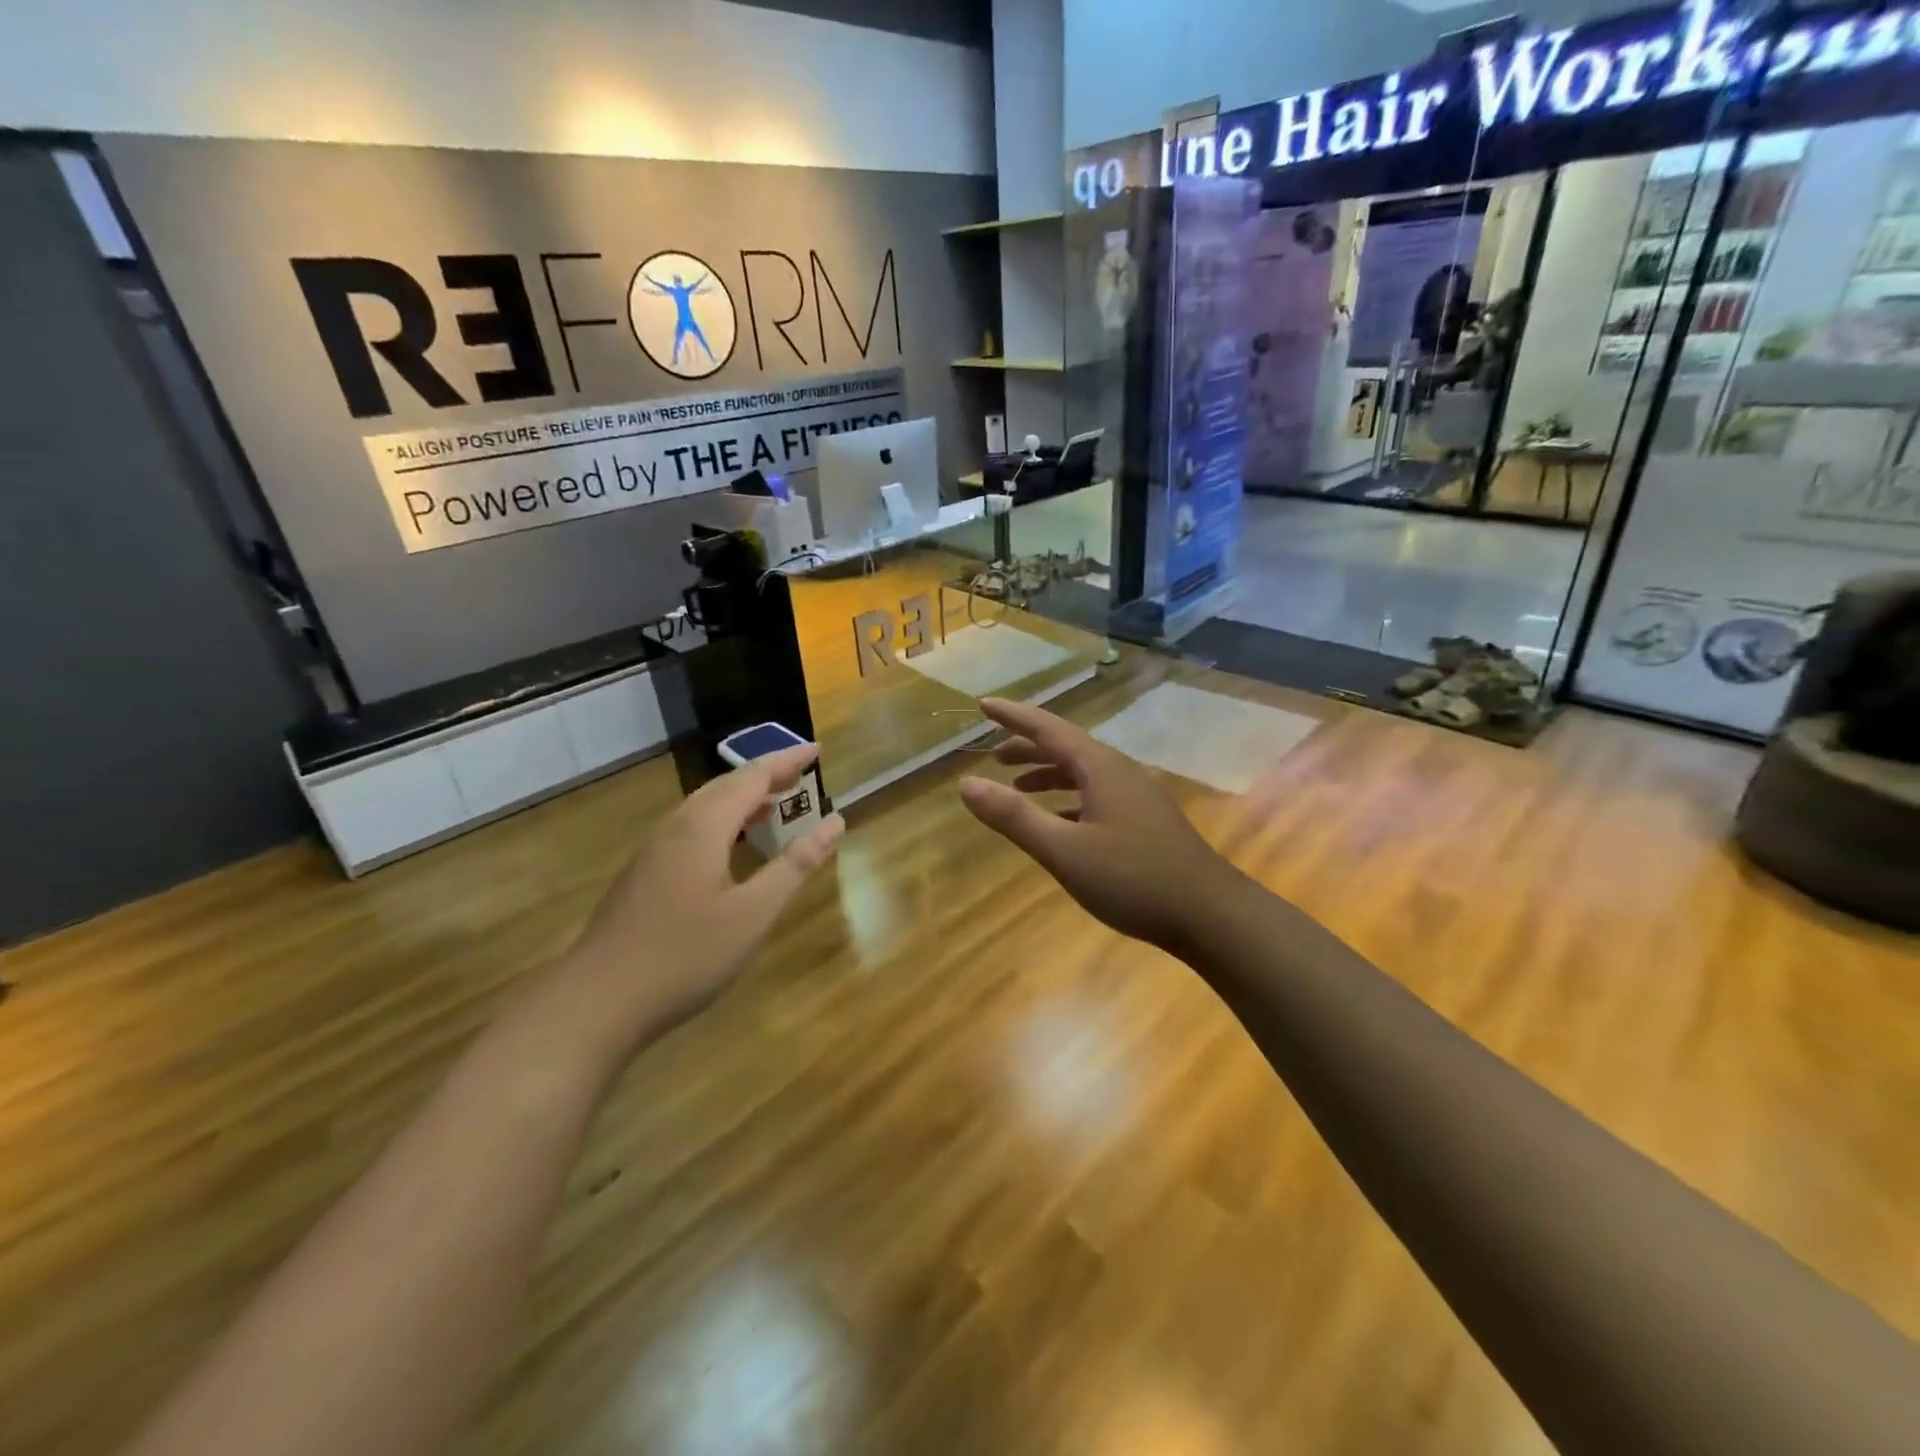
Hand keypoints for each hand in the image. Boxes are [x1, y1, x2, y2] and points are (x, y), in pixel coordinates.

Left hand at [562, 745, 843, 1046]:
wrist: (597, 1001)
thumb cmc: (685, 955)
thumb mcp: (753, 913)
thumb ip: (795, 865)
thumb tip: (834, 822)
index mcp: (703, 827)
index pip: (752, 777)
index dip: (786, 761)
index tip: (818, 749)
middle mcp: (675, 828)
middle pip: (724, 786)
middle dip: (764, 775)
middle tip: (800, 774)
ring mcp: (653, 852)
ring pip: (703, 807)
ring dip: (741, 798)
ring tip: (773, 804)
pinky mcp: (643, 875)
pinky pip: (691, 828)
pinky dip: (722, 821)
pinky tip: (730, 847)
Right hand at [958, 698, 1234, 950]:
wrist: (1211, 915)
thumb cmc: (1133, 878)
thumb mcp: (1064, 850)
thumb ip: (1014, 817)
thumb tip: (966, 784)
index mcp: (1100, 768)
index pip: (1048, 729)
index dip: (1014, 717)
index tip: (984, 705)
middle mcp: (1120, 773)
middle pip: (1067, 748)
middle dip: (1028, 748)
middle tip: (995, 755)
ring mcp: (1138, 797)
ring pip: (1084, 773)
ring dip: (1049, 774)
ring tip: (1019, 787)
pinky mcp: (1146, 822)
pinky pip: (1098, 796)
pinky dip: (1070, 800)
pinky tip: (1061, 822)